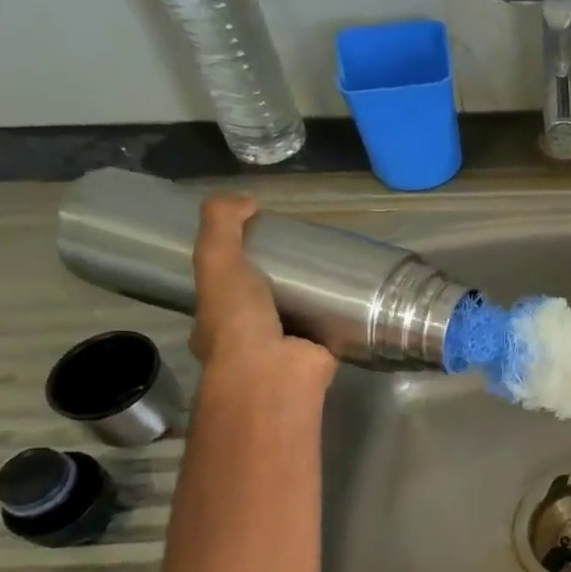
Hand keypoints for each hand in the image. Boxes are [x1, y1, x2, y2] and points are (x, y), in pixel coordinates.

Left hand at [190, 194, 336, 388]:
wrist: (275, 371)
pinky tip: (355, 296)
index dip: (237, 264)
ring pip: (298, 317)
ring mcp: (284, 351)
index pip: (224, 289)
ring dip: (313, 300)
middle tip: (305, 254)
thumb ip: (222, 224)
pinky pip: (329, 330)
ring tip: (335, 269)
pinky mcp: (319, 356)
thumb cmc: (237, 319)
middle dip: (280, 283)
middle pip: (264, 302)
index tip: (261, 242)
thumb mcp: (216, 261)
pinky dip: (340, 316)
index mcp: (215, 322)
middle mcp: (247, 340)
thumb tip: (248, 200)